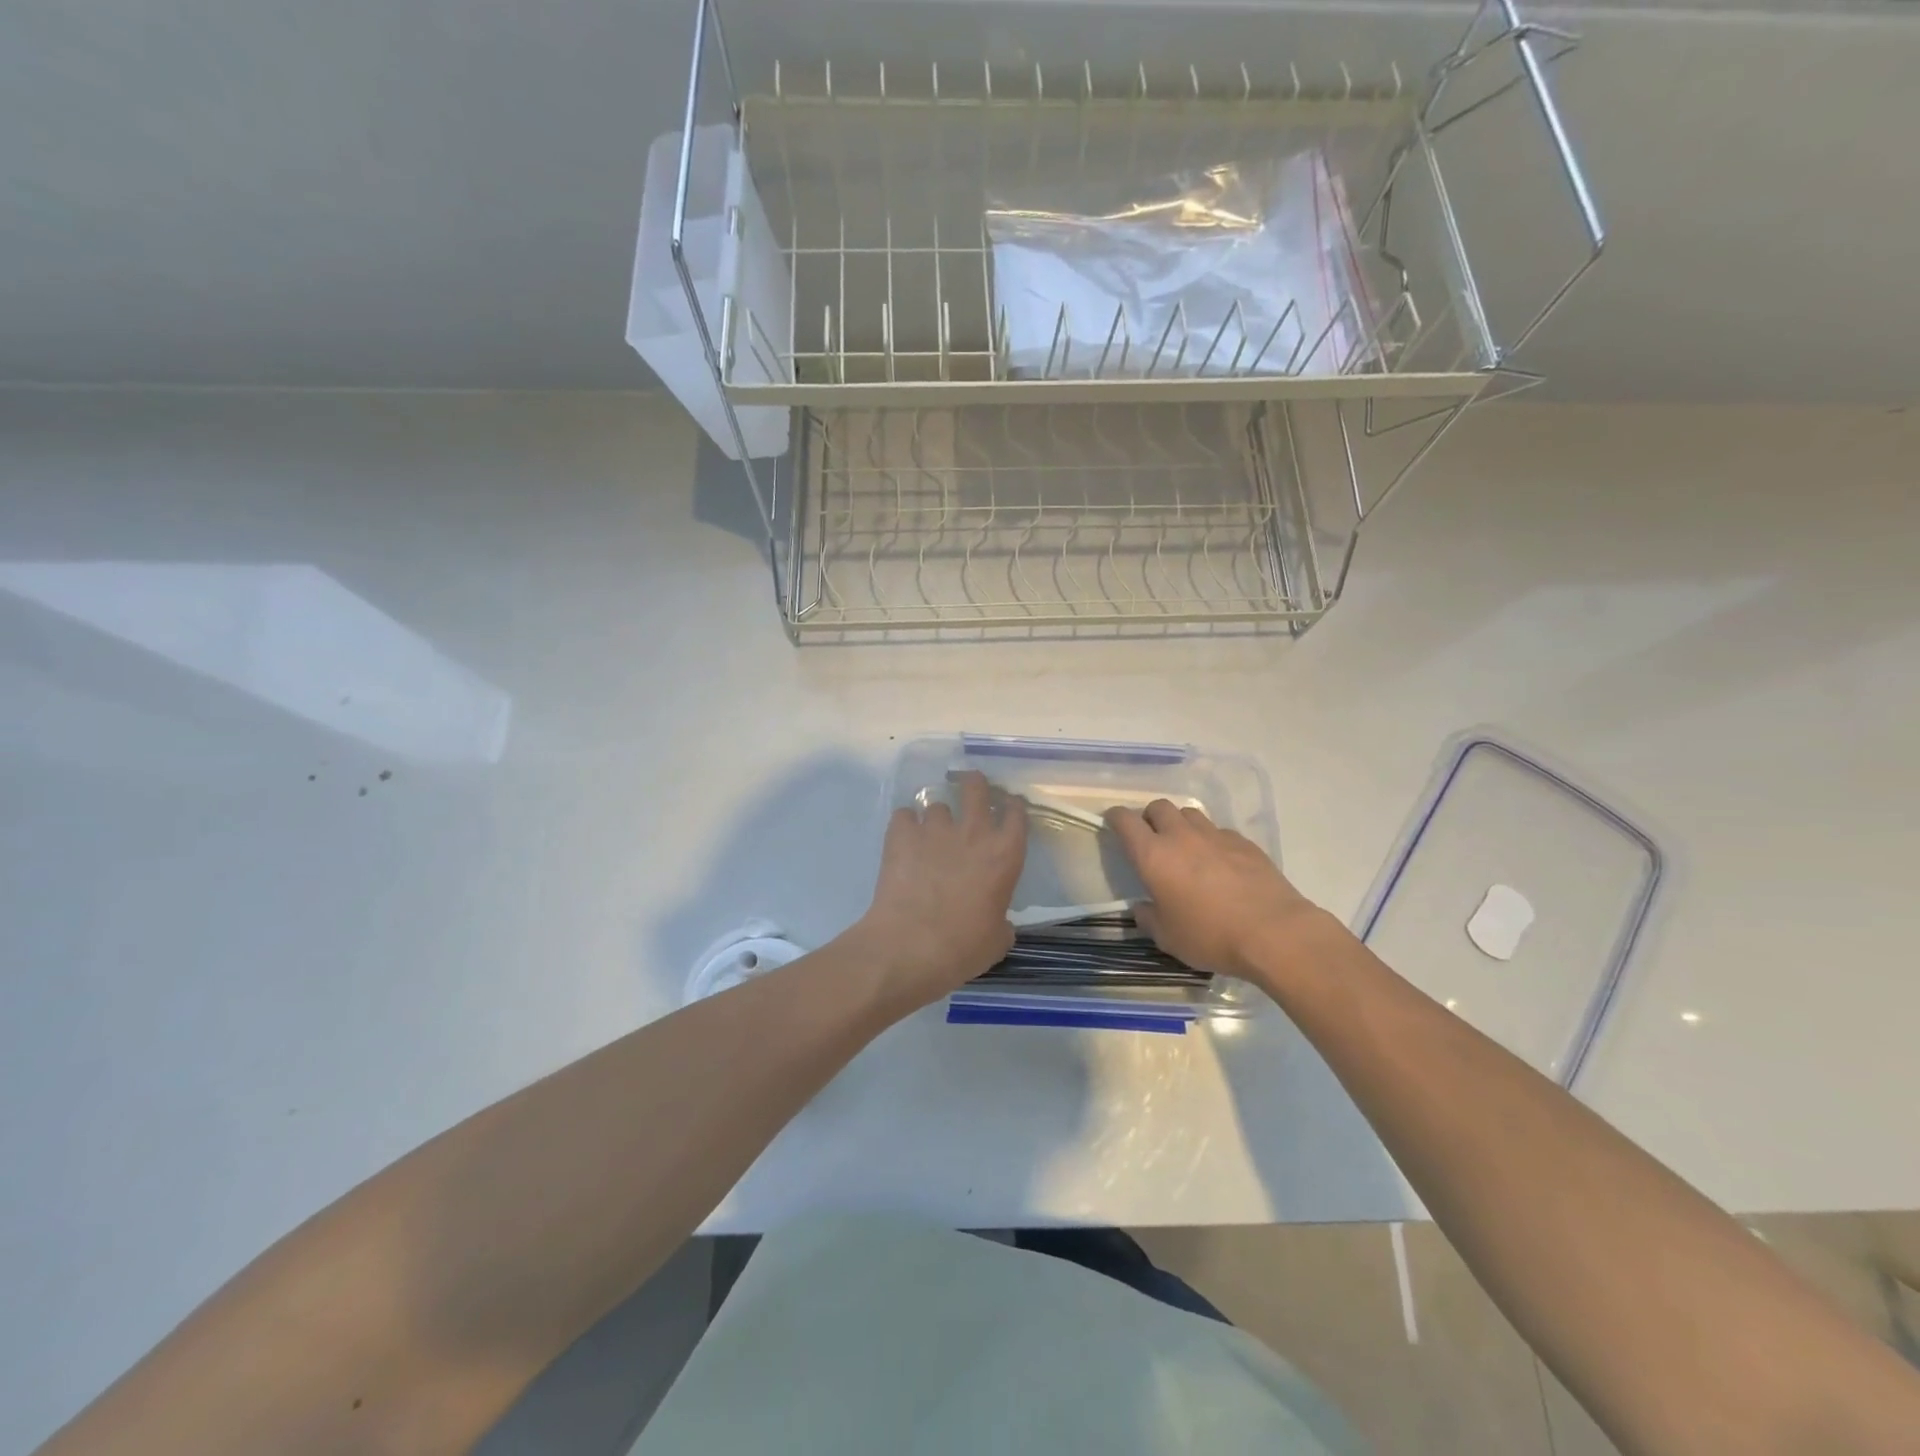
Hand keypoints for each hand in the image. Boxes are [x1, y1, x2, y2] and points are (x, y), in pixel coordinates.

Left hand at [855, 771, 1027, 1011]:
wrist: (910, 947)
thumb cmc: (962, 948)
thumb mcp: (997, 940)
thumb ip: (1000, 920)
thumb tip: (996, 920)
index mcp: (1004, 855)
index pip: (1016, 814)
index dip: (1012, 806)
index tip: (1007, 806)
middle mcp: (973, 833)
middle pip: (976, 788)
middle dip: (974, 783)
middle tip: (970, 786)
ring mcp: (934, 830)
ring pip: (936, 805)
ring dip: (935, 817)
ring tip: (928, 834)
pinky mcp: (901, 835)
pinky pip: (904, 815)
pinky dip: (904, 825)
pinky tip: (902, 840)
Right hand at [1104, 800, 1328, 986]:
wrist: (1274, 933)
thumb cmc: (1210, 936)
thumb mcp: (1167, 938)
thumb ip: (1148, 918)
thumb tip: (1142, 907)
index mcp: (1153, 855)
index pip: (1125, 820)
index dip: (1115, 817)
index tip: (1113, 822)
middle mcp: (1181, 836)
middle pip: (1158, 807)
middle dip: (1150, 818)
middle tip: (1152, 839)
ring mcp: (1215, 835)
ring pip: (1190, 814)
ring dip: (1180, 824)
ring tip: (1185, 847)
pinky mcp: (1244, 842)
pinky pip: (1218, 831)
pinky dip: (1211, 840)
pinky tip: (1219, 863)